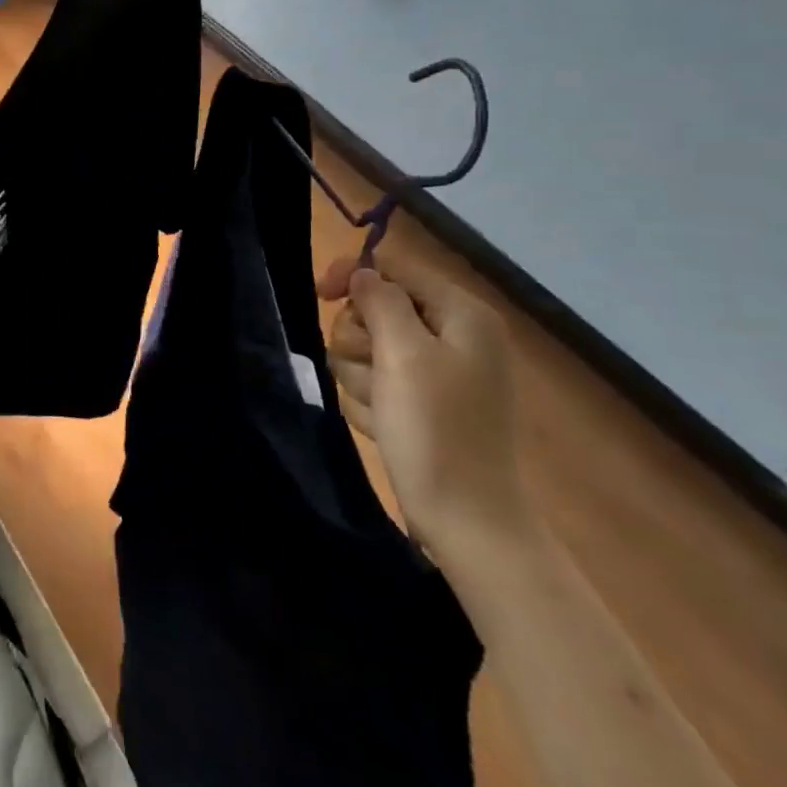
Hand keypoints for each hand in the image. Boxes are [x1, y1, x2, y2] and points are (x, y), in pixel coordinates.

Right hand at [316, 252, 531, 560]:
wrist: (465, 518)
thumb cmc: (436, 428)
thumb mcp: (404, 354)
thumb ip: (380, 301)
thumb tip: (363, 274)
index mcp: (461, 315)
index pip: (395, 268)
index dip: (355, 276)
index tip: (321, 294)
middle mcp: (452, 336)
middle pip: (375, 309)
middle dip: (360, 339)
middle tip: (372, 371)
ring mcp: (436, 373)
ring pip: (367, 348)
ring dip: (361, 376)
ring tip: (381, 407)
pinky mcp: (420, 404)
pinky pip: (374, 382)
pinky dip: (371, 401)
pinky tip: (384, 424)